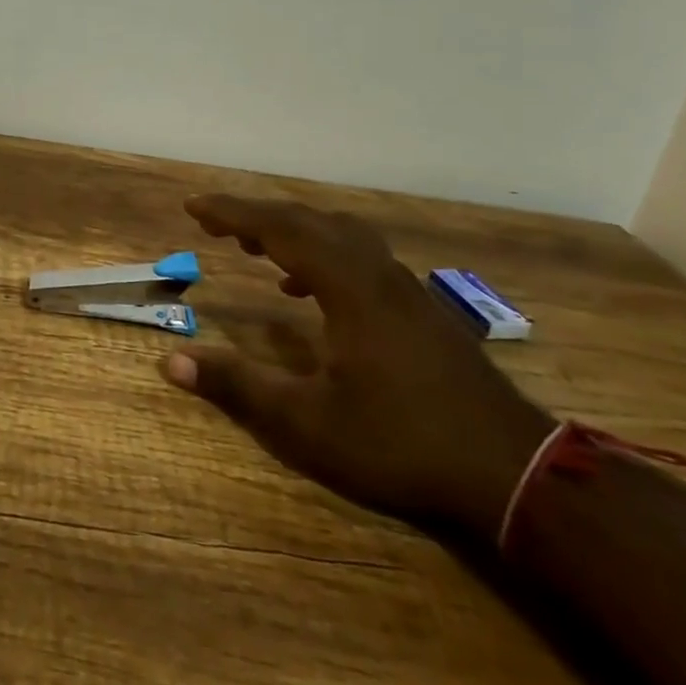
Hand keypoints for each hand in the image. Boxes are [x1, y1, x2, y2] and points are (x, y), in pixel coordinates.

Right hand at [165, 195, 551, 538]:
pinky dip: (322, 256)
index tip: (194, 206)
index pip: (280, 228)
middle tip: (216, 224)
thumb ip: (237, 388)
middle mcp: (377, 274)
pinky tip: (309, 291)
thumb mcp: (306, 425)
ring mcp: (405, 291)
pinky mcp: (420, 312)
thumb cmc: (401, 446)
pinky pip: (360, 258)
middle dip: (257, 215)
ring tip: (256, 246)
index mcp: (349, 287)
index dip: (233, 213)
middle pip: (310, 222)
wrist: (515, 478)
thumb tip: (170, 362)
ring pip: (340, 236)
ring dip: (293, 231)